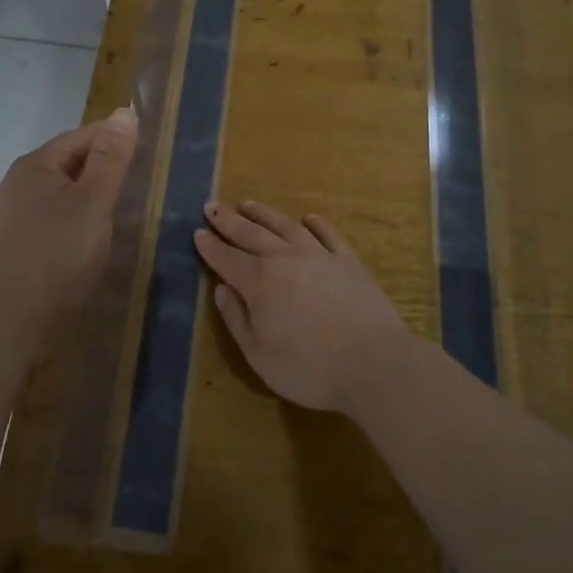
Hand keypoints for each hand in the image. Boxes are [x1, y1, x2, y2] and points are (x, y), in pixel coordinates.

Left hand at [0, 108, 136, 334]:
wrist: (7, 322)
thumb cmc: (55, 255)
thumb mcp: (92, 202)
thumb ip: (110, 159)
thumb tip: (123, 112)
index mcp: (36, 165)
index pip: (83, 136)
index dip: (117, 139)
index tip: (150, 152)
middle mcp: (20, 184)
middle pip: (71, 164)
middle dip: (105, 170)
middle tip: (143, 185)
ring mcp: (15, 217)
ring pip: (64, 195)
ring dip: (93, 199)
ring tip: (125, 213)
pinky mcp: (18, 247)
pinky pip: (56, 221)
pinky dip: (79, 223)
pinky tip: (94, 241)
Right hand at [193, 200, 411, 414]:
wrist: (374, 363)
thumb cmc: (310, 368)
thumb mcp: (259, 355)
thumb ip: (237, 319)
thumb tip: (222, 289)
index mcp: (259, 282)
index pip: (227, 259)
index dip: (210, 246)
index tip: (197, 232)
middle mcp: (286, 259)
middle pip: (251, 234)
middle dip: (228, 221)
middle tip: (212, 206)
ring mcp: (320, 255)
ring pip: (286, 226)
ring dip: (264, 214)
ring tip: (248, 204)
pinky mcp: (348, 261)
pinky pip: (327, 234)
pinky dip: (315, 223)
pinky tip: (308, 218)